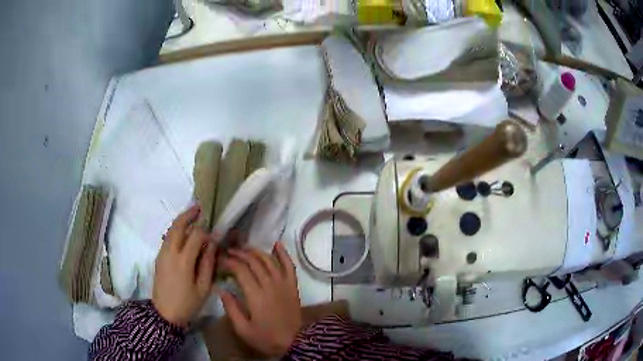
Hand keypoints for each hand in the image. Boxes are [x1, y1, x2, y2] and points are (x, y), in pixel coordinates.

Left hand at [152, 205, 217, 327]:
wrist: (164, 313)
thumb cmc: (187, 303)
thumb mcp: (203, 288)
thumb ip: (208, 263)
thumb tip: (212, 244)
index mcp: (184, 261)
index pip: (196, 235)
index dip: (207, 233)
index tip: (215, 237)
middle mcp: (170, 252)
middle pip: (178, 226)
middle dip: (189, 214)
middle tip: (199, 207)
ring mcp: (162, 253)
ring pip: (171, 230)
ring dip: (181, 220)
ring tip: (192, 215)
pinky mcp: (159, 257)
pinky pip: (167, 237)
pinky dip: (176, 230)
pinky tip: (183, 233)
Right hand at [219, 243, 301, 356]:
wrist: (294, 343)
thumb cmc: (266, 338)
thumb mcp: (243, 329)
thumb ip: (231, 308)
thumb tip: (220, 289)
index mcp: (256, 295)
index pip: (240, 270)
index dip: (229, 262)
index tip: (220, 261)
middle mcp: (270, 284)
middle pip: (253, 262)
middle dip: (239, 254)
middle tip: (229, 252)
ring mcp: (283, 283)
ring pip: (269, 260)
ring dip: (256, 251)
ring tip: (244, 248)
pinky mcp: (293, 286)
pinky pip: (289, 266)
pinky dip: (283, 254)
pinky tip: (277, 244)